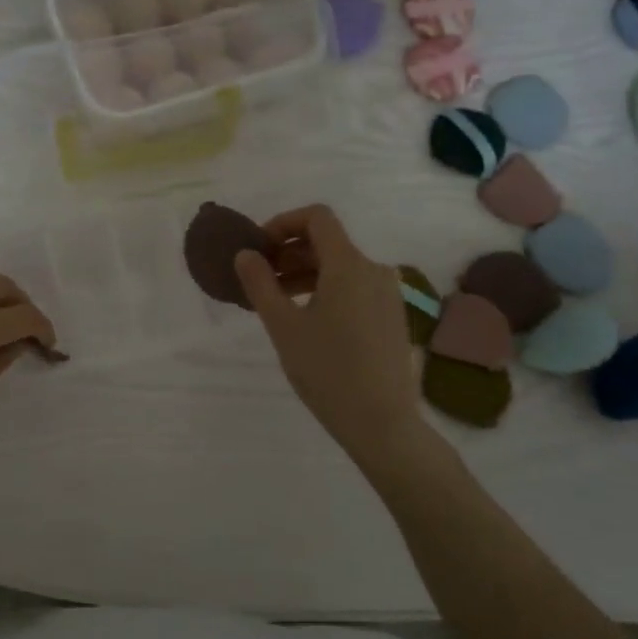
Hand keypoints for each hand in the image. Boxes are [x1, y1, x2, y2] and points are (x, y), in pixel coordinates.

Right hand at [234, 205, 435, 466]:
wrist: (381, 422)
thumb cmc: (327, 371)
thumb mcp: (283, 326)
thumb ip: (260, 284)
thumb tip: (245, 254)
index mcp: (348, 265)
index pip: (317, 217)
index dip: (283, 222)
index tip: (259, 248)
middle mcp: (373, 270)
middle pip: (327, 242)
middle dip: (289, 252)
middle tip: (259, 278)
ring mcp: (387, 293)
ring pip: (340, 266)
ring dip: (305, 272)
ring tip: (277, 302)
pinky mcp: (392, 315)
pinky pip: (354, 287)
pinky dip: (326, 289)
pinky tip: (307, 318)